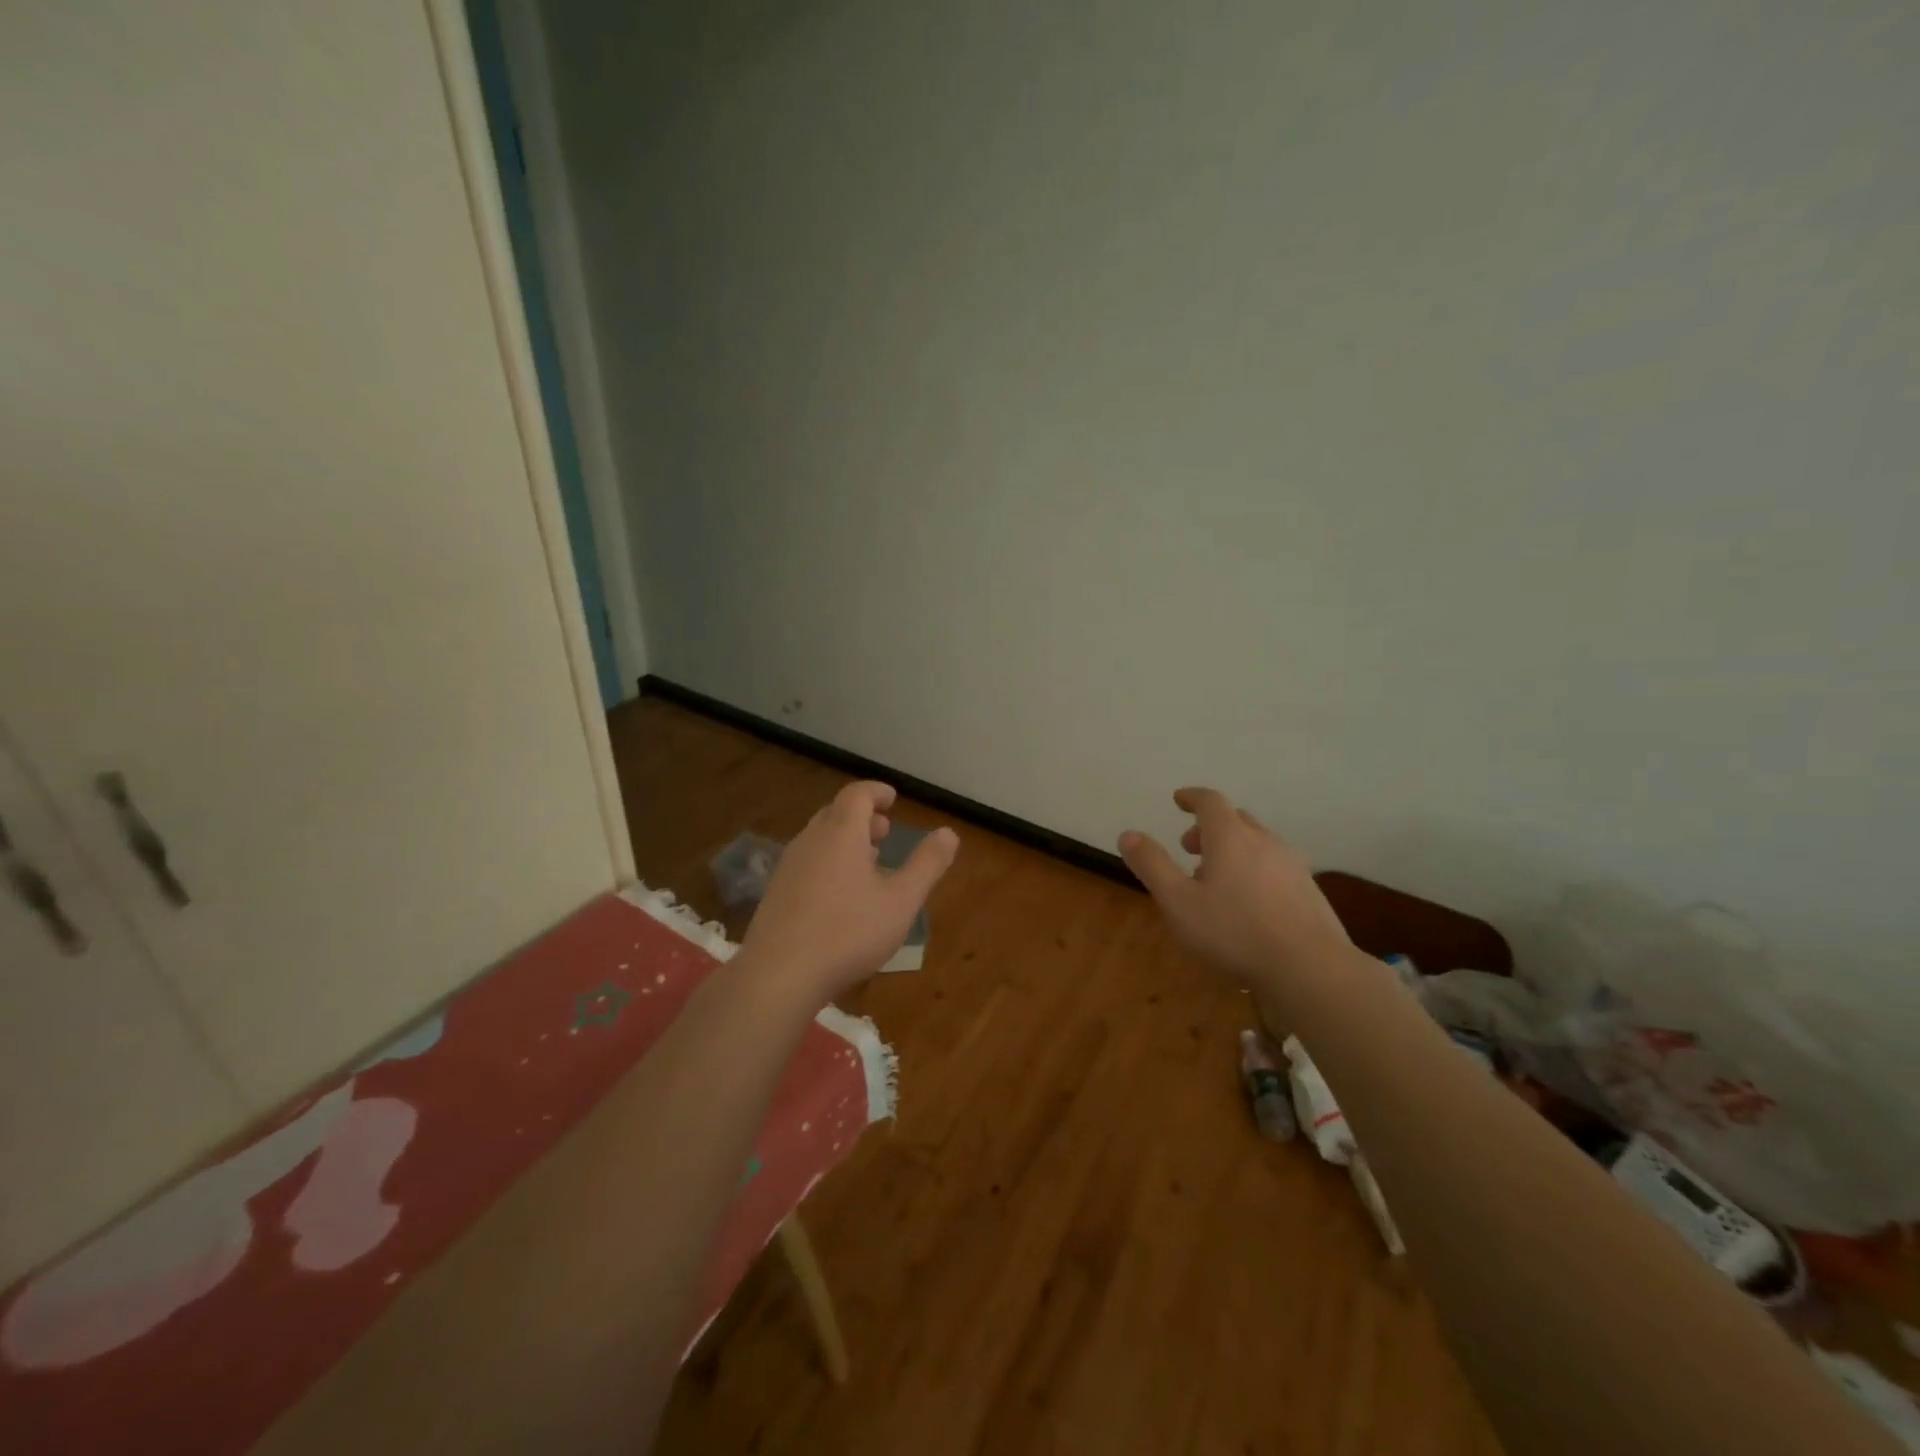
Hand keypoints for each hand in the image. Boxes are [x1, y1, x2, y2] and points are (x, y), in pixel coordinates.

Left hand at [739, 781, 958, 1005]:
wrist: (779, 975)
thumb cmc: (848, 932)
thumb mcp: (901, 901)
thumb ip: (927, 864)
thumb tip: (949, 833)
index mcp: (840, 832)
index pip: (857, 794)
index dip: (877, 792)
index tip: (893, 799)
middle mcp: (810, 840)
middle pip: (836, 813)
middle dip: (863, 817)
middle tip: (885, 832)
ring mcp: (788, 866)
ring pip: (820, 838)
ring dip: (845, 840)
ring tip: (868, 862)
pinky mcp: (776, 893)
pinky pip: (808, 862)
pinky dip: (829, 861)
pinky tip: (841, 895)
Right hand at [1119, 787, 1348, 991]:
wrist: (1309, 967)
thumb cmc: (1234, 932)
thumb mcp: (1178, 901)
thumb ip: (1152, 865)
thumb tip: (1128, 835)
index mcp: (1230, 837)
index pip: (1210, 801)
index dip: (1192, 797)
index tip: (1178, 800)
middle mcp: (1264, 841)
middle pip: (1235, 819)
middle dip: (1209, 827)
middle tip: (1189, 848)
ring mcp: (1292, 865)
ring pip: (1257, 843)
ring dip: (1232, 850)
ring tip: (1215, 881)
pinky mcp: (1309, 890)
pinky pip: (1274, 867)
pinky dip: (1254, 870)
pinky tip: (1249, 904)